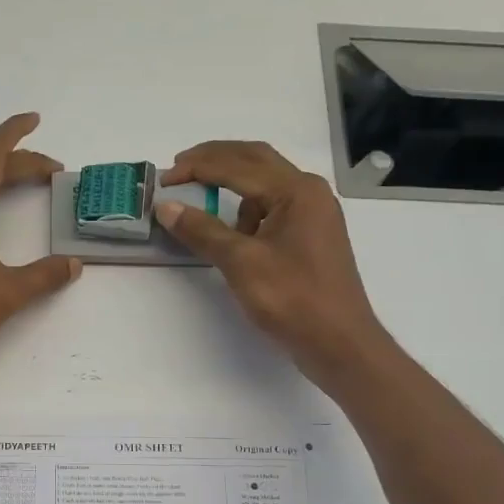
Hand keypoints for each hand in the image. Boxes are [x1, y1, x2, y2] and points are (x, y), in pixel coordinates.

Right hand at [156, 141, 383, 390]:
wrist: (339, 343)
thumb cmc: (293, 299)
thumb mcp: (241, 263)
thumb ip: (202, 230)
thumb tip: (166, 207)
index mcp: (297, 190)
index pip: (237, 165)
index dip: (197, 167)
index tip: (163, 178)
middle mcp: (309, 192)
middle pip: (255, 160)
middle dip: (214, 160)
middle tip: (179, 168)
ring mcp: (313, 214)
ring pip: (265, 182)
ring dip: (231, 183)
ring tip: (201, 199)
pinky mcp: (310, 236)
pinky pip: (272, 207)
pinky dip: (247, 209)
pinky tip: (232, 231)